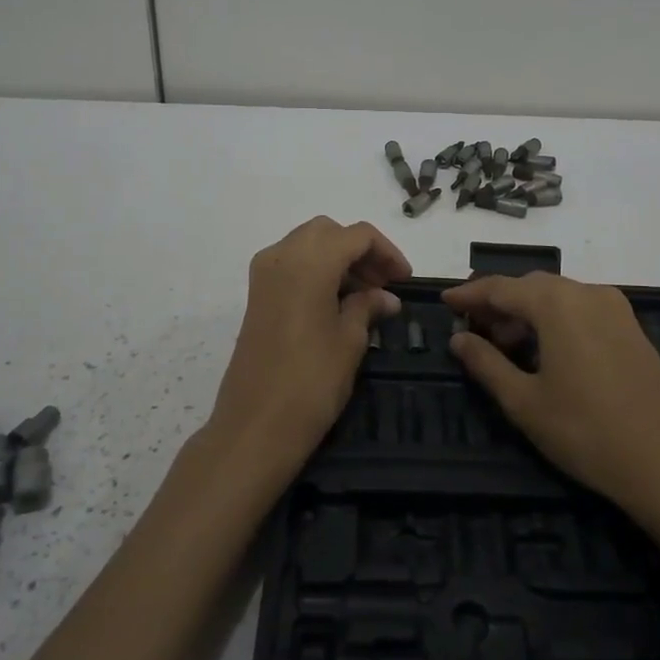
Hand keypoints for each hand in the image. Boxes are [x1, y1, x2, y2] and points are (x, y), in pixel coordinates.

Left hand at [206, 216, 409, 478]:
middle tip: (383, 284)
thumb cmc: (310, 382)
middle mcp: (282, 256)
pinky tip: (335, 303)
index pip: (357, 235)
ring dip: (338, 259)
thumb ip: (367, 307)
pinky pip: (291, 264)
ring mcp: (264, 275)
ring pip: (307, 245)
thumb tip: (386, 297)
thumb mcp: (349, 341)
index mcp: (309, 261)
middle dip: (360, 251)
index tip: (405, 280)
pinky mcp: (256, 296)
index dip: (387, 252)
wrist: (254, 427)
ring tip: (364, 296)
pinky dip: (316, 271)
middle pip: (328, 232)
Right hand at [443, 273, 659, 520]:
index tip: (445, 301)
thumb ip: (486, 364)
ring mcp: (616, 309)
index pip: (501, 288)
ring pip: (559, 296)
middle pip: (531, 287)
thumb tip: (459, 339)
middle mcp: (588, 293)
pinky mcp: (632, 329)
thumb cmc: (586, 432)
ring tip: (506, 346)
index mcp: (558, 303)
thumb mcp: (524, 402)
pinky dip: (556, 320)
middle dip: (499, 304)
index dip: (470, 295)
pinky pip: (582, 310)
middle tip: (472, 329)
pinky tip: (546, 351)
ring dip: (528, 312)